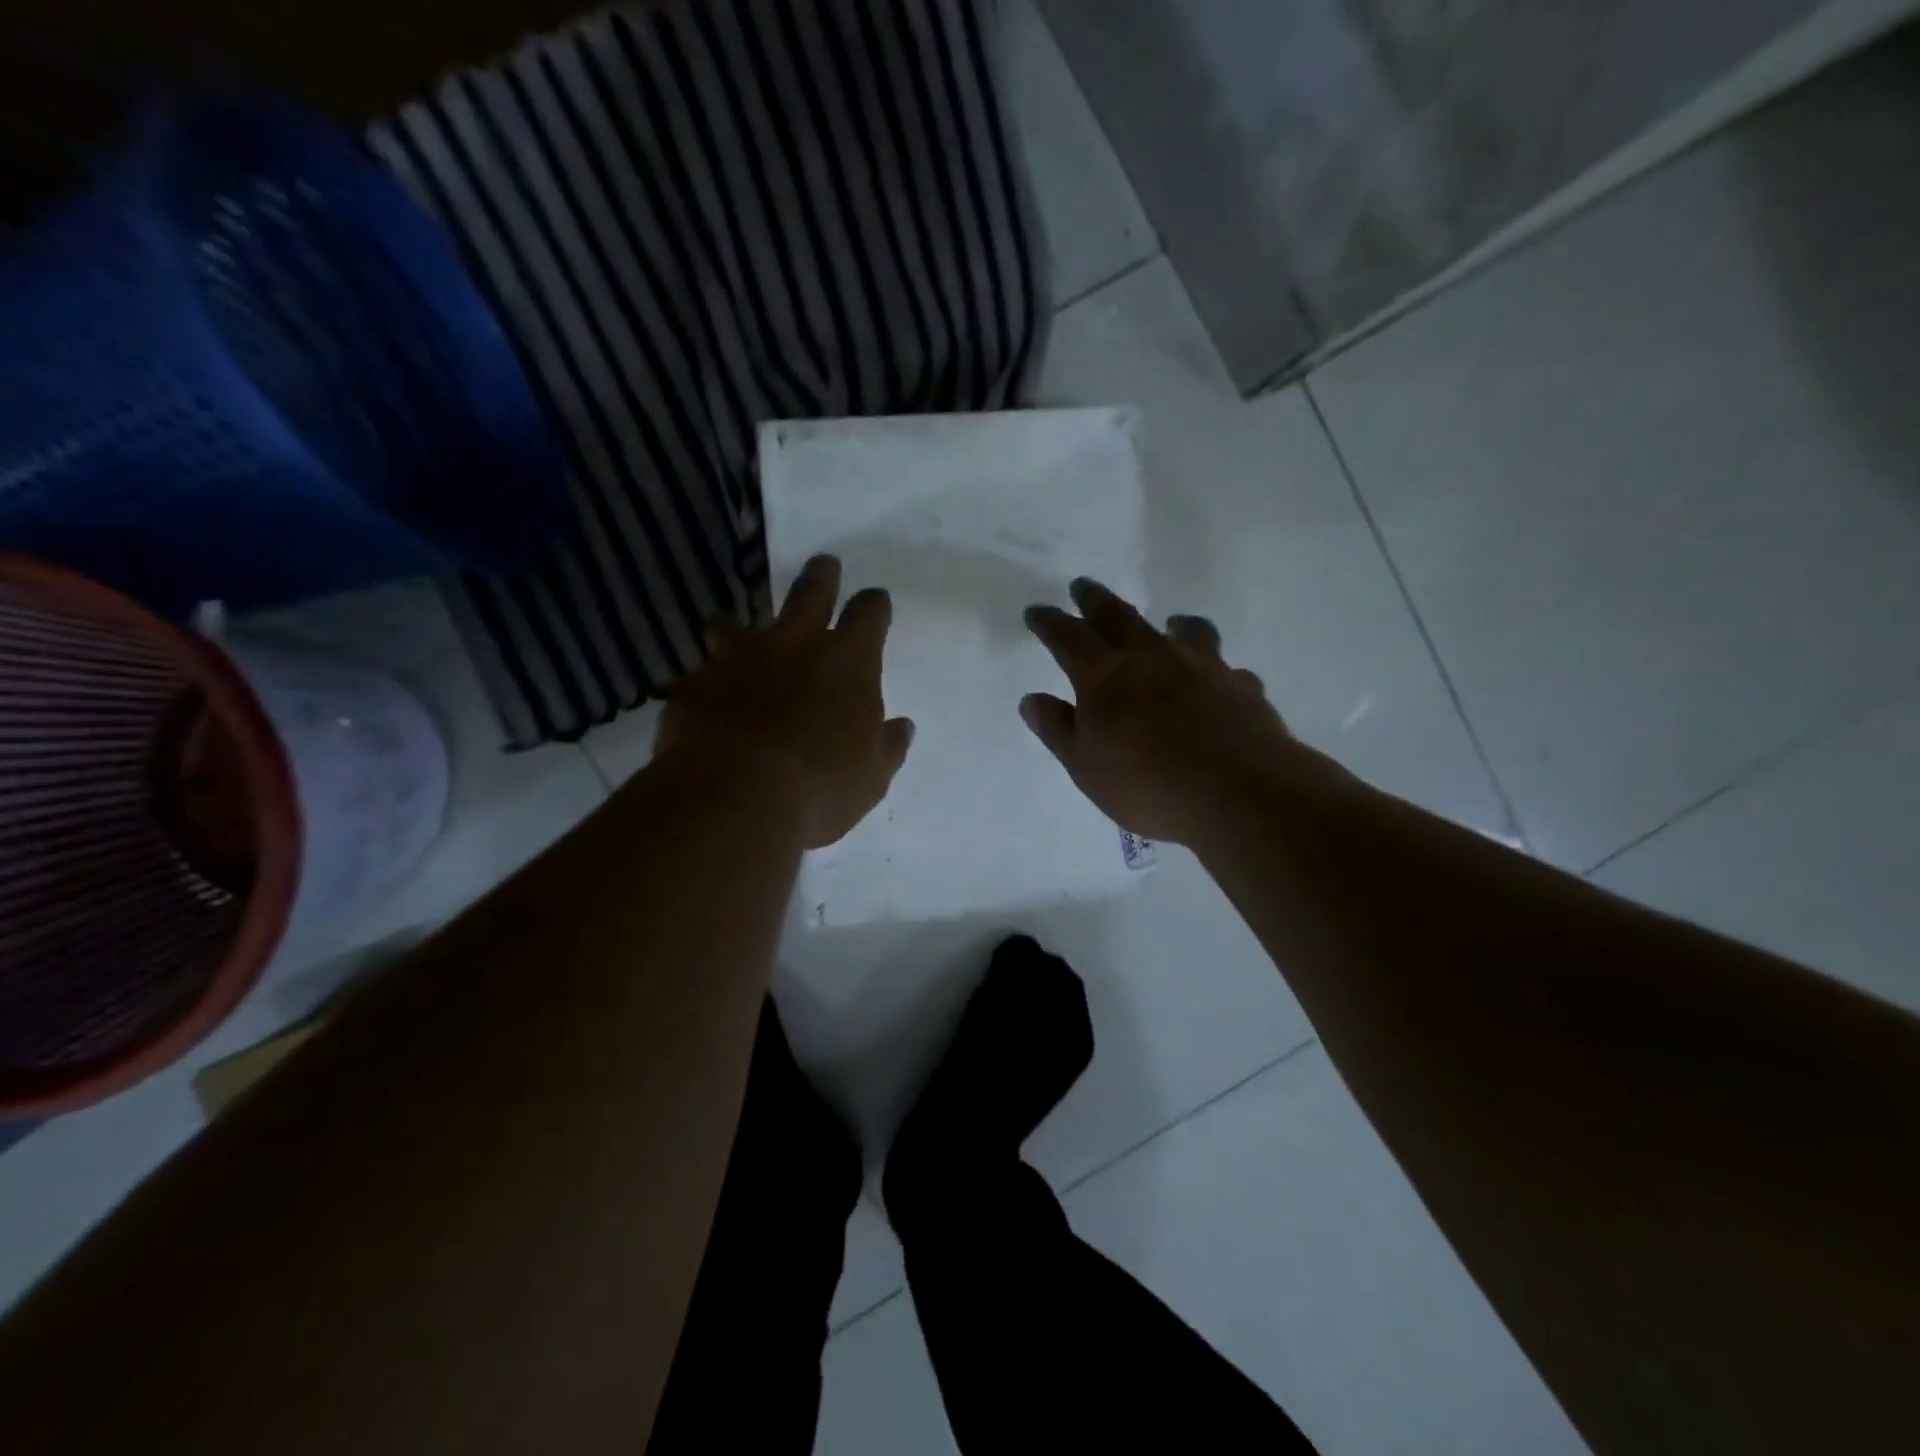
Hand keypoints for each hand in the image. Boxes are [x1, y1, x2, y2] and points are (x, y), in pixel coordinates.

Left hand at [658, 556, 913, 848]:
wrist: (736, 798)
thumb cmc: (821, 787)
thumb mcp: (871, 777)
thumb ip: (887, 746)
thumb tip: (902, 726)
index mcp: (848, 663)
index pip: (869, 614)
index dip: (874, 605)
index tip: (875, 601)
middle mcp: (795, 646)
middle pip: (810, 592)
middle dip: (820, 576)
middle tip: (823, 564)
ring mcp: (740, 659)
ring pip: (735, 622)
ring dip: (736, 624)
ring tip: (730, 625)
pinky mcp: (696, 683)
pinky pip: (698, 673)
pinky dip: (703, 681)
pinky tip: (700, 697)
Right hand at [1021, 579, 1331, 846]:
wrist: (1239, 794)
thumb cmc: (1148, 785)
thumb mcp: (1085, 767)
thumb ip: (1058, 730)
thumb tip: (1032, 700)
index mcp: (1105, 676)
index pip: (1068, 637)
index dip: (1049, 622)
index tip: (1036, 611)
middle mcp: (1152, 657)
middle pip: (1118, 616)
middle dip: (1095, 600)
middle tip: (1082, 586)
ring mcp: (1202, 665)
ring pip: (1184, 629)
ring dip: (1169, 622)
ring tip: (1169, 622)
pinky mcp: (1240, 685)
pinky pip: (1224, 667)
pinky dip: (1213, 669)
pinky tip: (1216, 682)